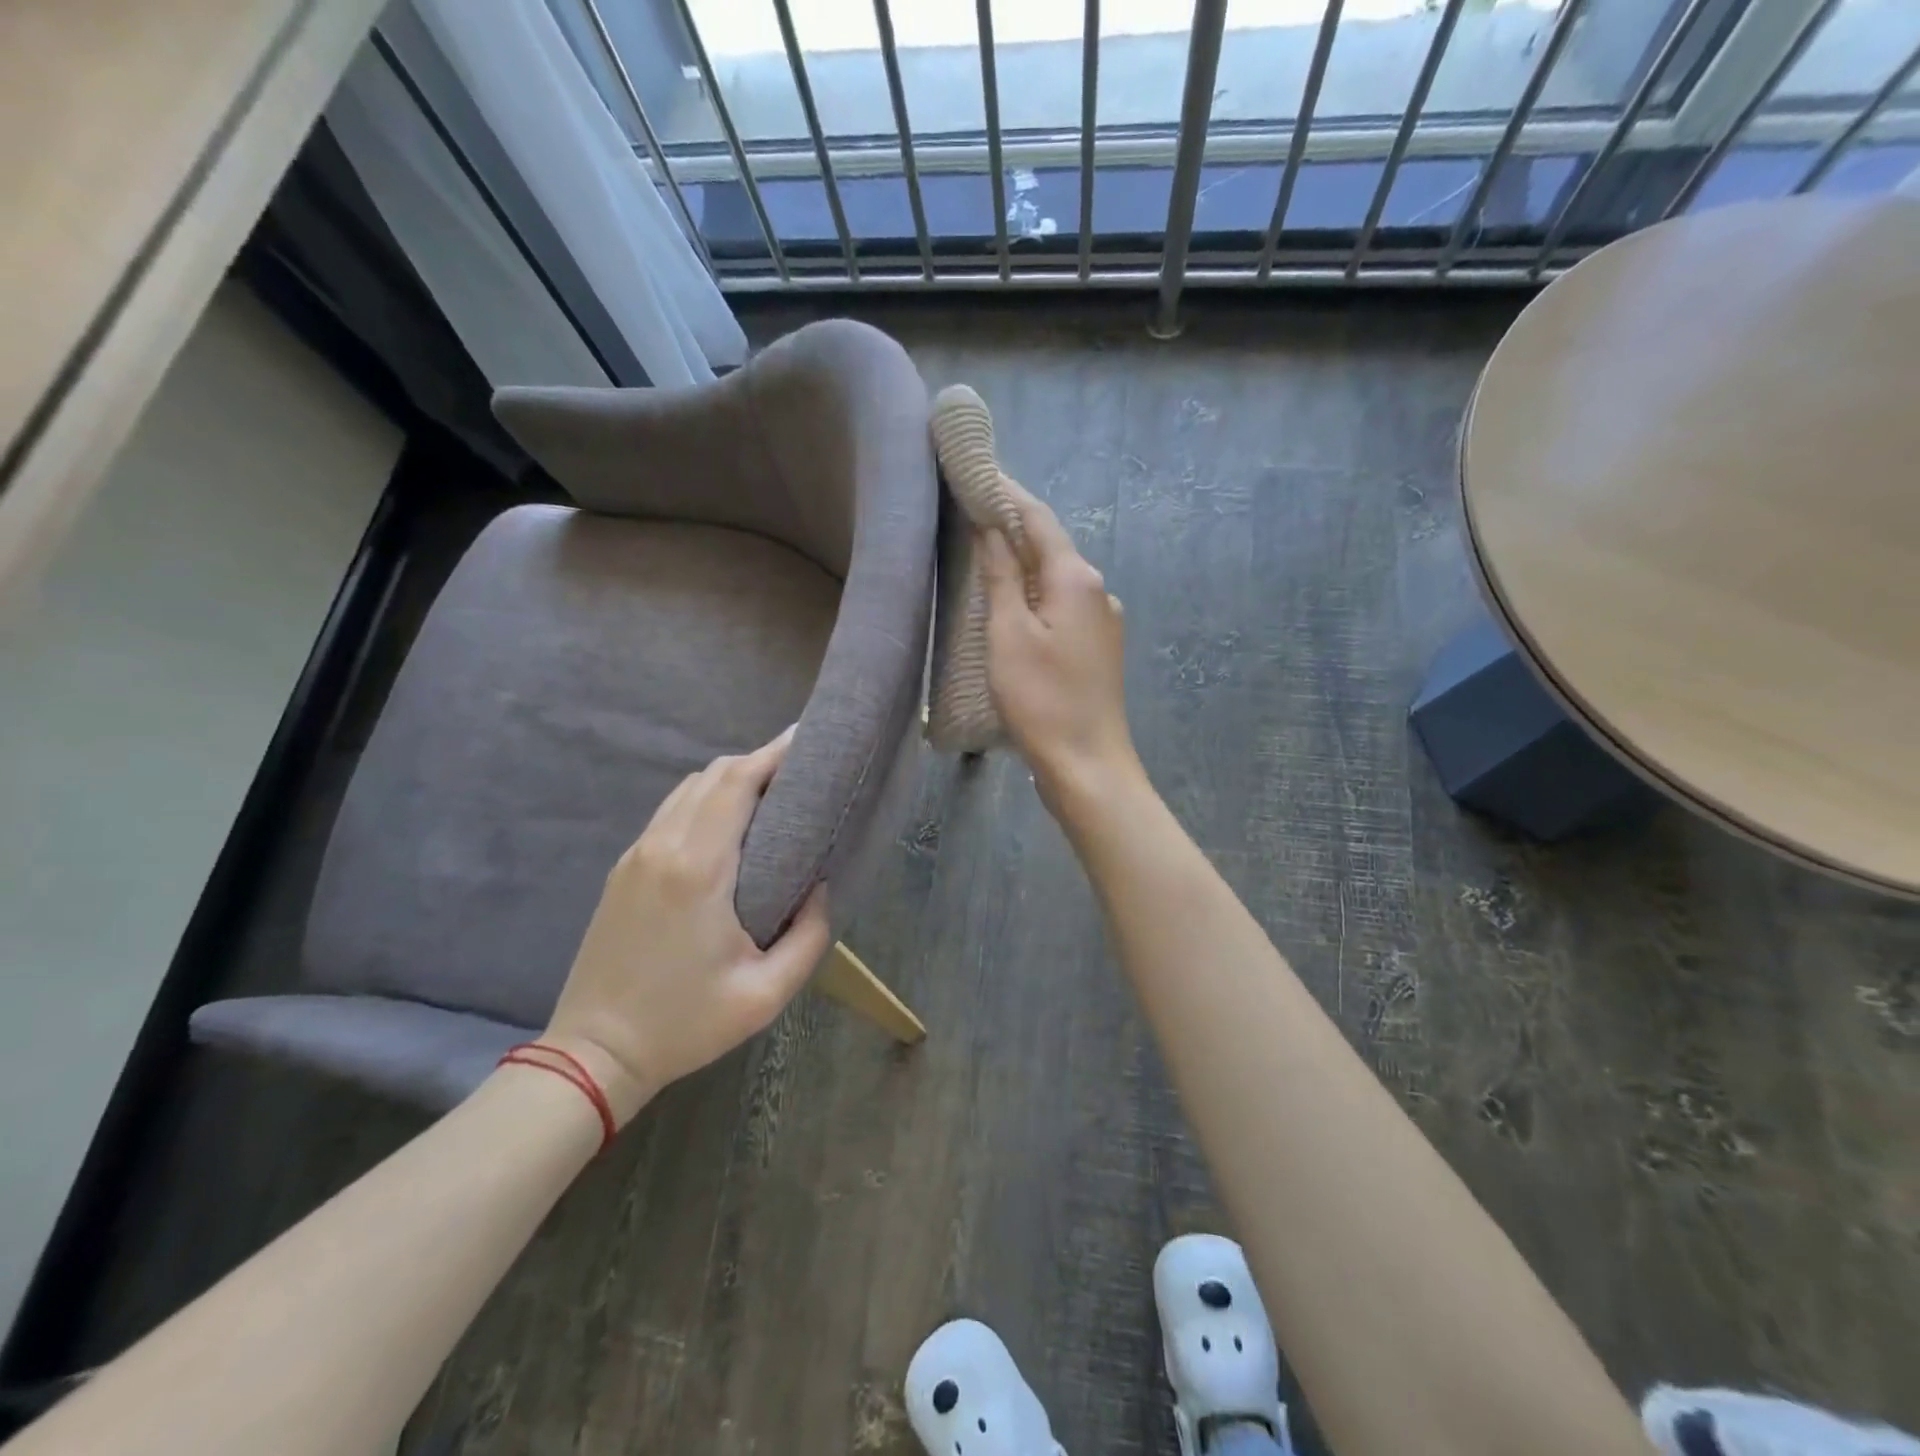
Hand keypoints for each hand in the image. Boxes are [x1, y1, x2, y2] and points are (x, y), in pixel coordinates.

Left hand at [540, 728, 830, 1124]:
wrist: (594, 1053)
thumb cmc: (685, 1023)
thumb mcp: (765, 995)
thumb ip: (809, 936)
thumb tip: (822, 888)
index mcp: (698, 868)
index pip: (737, 783)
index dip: (773, 753)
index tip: (806, 738)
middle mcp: (663, 846)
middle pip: (713, 775)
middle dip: (758, 761)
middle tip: (800, 769)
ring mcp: (636, 854)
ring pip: (688, 789)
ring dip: (730, 779)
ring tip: (771, 791)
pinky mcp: (623, 869)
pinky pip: (671, 812)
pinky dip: (705, 799)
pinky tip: (728, 821)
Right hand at [977, 480, 1140, 808]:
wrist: (1088, 764)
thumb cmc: (1042, 699)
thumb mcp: (1008, 634)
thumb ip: (1000, 576)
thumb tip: (991, 527)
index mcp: (1076, 578)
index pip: (1037, 517)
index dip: (1005, 493)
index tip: (973, 473)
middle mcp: (1096, 589)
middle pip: (1049, 545)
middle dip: (1011, 525)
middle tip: (968, 509)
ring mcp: (1102, 621)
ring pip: (1055, 577)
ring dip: (1021, 561)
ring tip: (981, 553)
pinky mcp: (1098, 648)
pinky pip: (1061, 605)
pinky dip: (1034, 594)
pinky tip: (1011, 604)